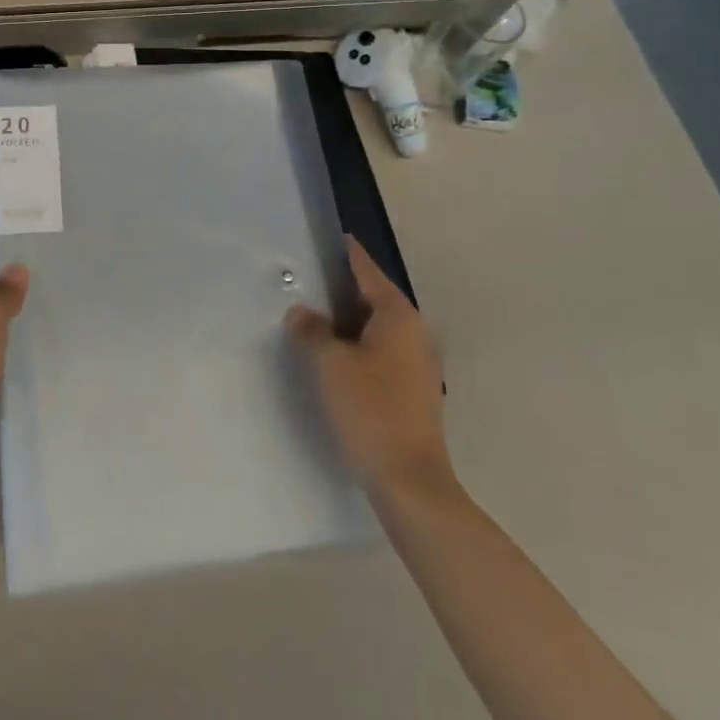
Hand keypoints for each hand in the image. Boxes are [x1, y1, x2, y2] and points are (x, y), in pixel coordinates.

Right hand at [286, 237, 454, 494]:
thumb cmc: (370, 410)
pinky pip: (381, 350)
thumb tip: (301, 312)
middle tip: (305, 282)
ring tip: (312, 318)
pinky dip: (358, 345)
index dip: (345, 253)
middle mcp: (414, 331)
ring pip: (376, 326)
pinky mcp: (414, 388)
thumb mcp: (330, 364)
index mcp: (397, 315)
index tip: (326, 238)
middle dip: (340, 289)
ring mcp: (418, 362)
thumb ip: (312, 331)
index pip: (366, 269)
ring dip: (348, 321)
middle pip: (373, 296)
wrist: (410, 482)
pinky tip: (334, 357)